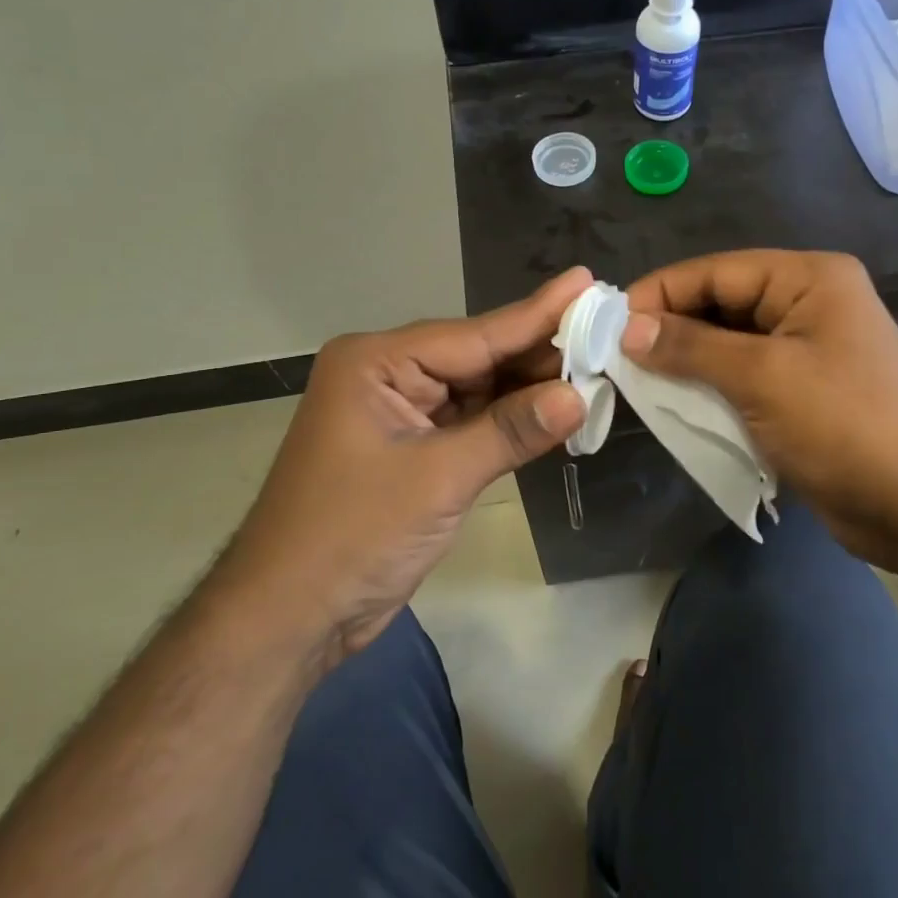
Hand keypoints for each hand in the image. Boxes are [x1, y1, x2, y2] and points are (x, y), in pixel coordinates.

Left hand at [225, 269, 590, 662]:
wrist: (290, 615)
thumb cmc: (353, 536)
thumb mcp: (438, 478)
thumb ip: (511, 431)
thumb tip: (579, 395)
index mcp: (377, 362)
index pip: (474, 335)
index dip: (537, 314)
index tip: (586, 282)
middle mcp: (388, 376)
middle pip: (478, 358)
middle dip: (539, 353)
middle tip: (607, 333)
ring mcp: (400, 414)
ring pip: (479, 391)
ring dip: (530, 390)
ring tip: (595, 367)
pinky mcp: (413, 449)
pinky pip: (471, 423)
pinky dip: (511, 422)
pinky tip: (555, 411)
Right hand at [620, 251, 897, 564]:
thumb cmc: (844, 425)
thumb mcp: (762, 377)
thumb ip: (690, 347)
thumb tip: (627, 328)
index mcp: (808, 279)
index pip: (716, 271)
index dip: (660, 292)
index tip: (606, 321)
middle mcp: (807, 303)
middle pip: (720, 304)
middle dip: (670, 328)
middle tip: (614, 355)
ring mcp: (806, 349)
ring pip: (727, 343)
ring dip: (685, 361)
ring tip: (635, 380)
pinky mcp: (801, 390)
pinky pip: (742, 377)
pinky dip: (708, 387)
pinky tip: (673, 404)